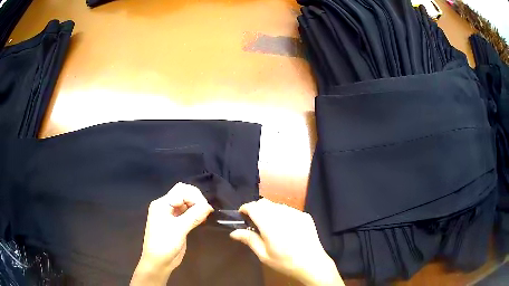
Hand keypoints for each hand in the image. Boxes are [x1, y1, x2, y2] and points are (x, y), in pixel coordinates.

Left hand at [131, 183, 213, 285]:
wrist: (159, 262)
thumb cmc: (164, 244)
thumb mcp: (179, 229)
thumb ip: (193, 216)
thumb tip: (208, 206)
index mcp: (162, 204)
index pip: (181, 190)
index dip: (194, 196)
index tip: (205, 208)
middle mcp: (166, 206)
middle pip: (184, 194)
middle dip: (196, 200)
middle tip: (206, 211)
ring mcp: (171, 215)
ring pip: (187, 204)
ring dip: (197, 207)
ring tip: (205, 216)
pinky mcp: (177, 224)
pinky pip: (188, 213)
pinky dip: (196, 214)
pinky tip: (202, 220)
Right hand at [230, 199, 343, 285]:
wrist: (312, 264)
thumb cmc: (285, 262)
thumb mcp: (264, 255)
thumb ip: (249, 240)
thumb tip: (234, 232)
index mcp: (271, 225)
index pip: (254, 207)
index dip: (245, 208)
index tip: (242, 215)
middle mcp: (283, 215)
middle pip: (265, 203)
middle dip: (256, 209)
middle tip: (254, 223)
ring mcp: (296, 213)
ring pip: (277, 205)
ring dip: (269, 211)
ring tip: (270, 226)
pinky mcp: (305, 216)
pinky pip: (289, 209)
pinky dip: (282, 214)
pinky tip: (285, 228)